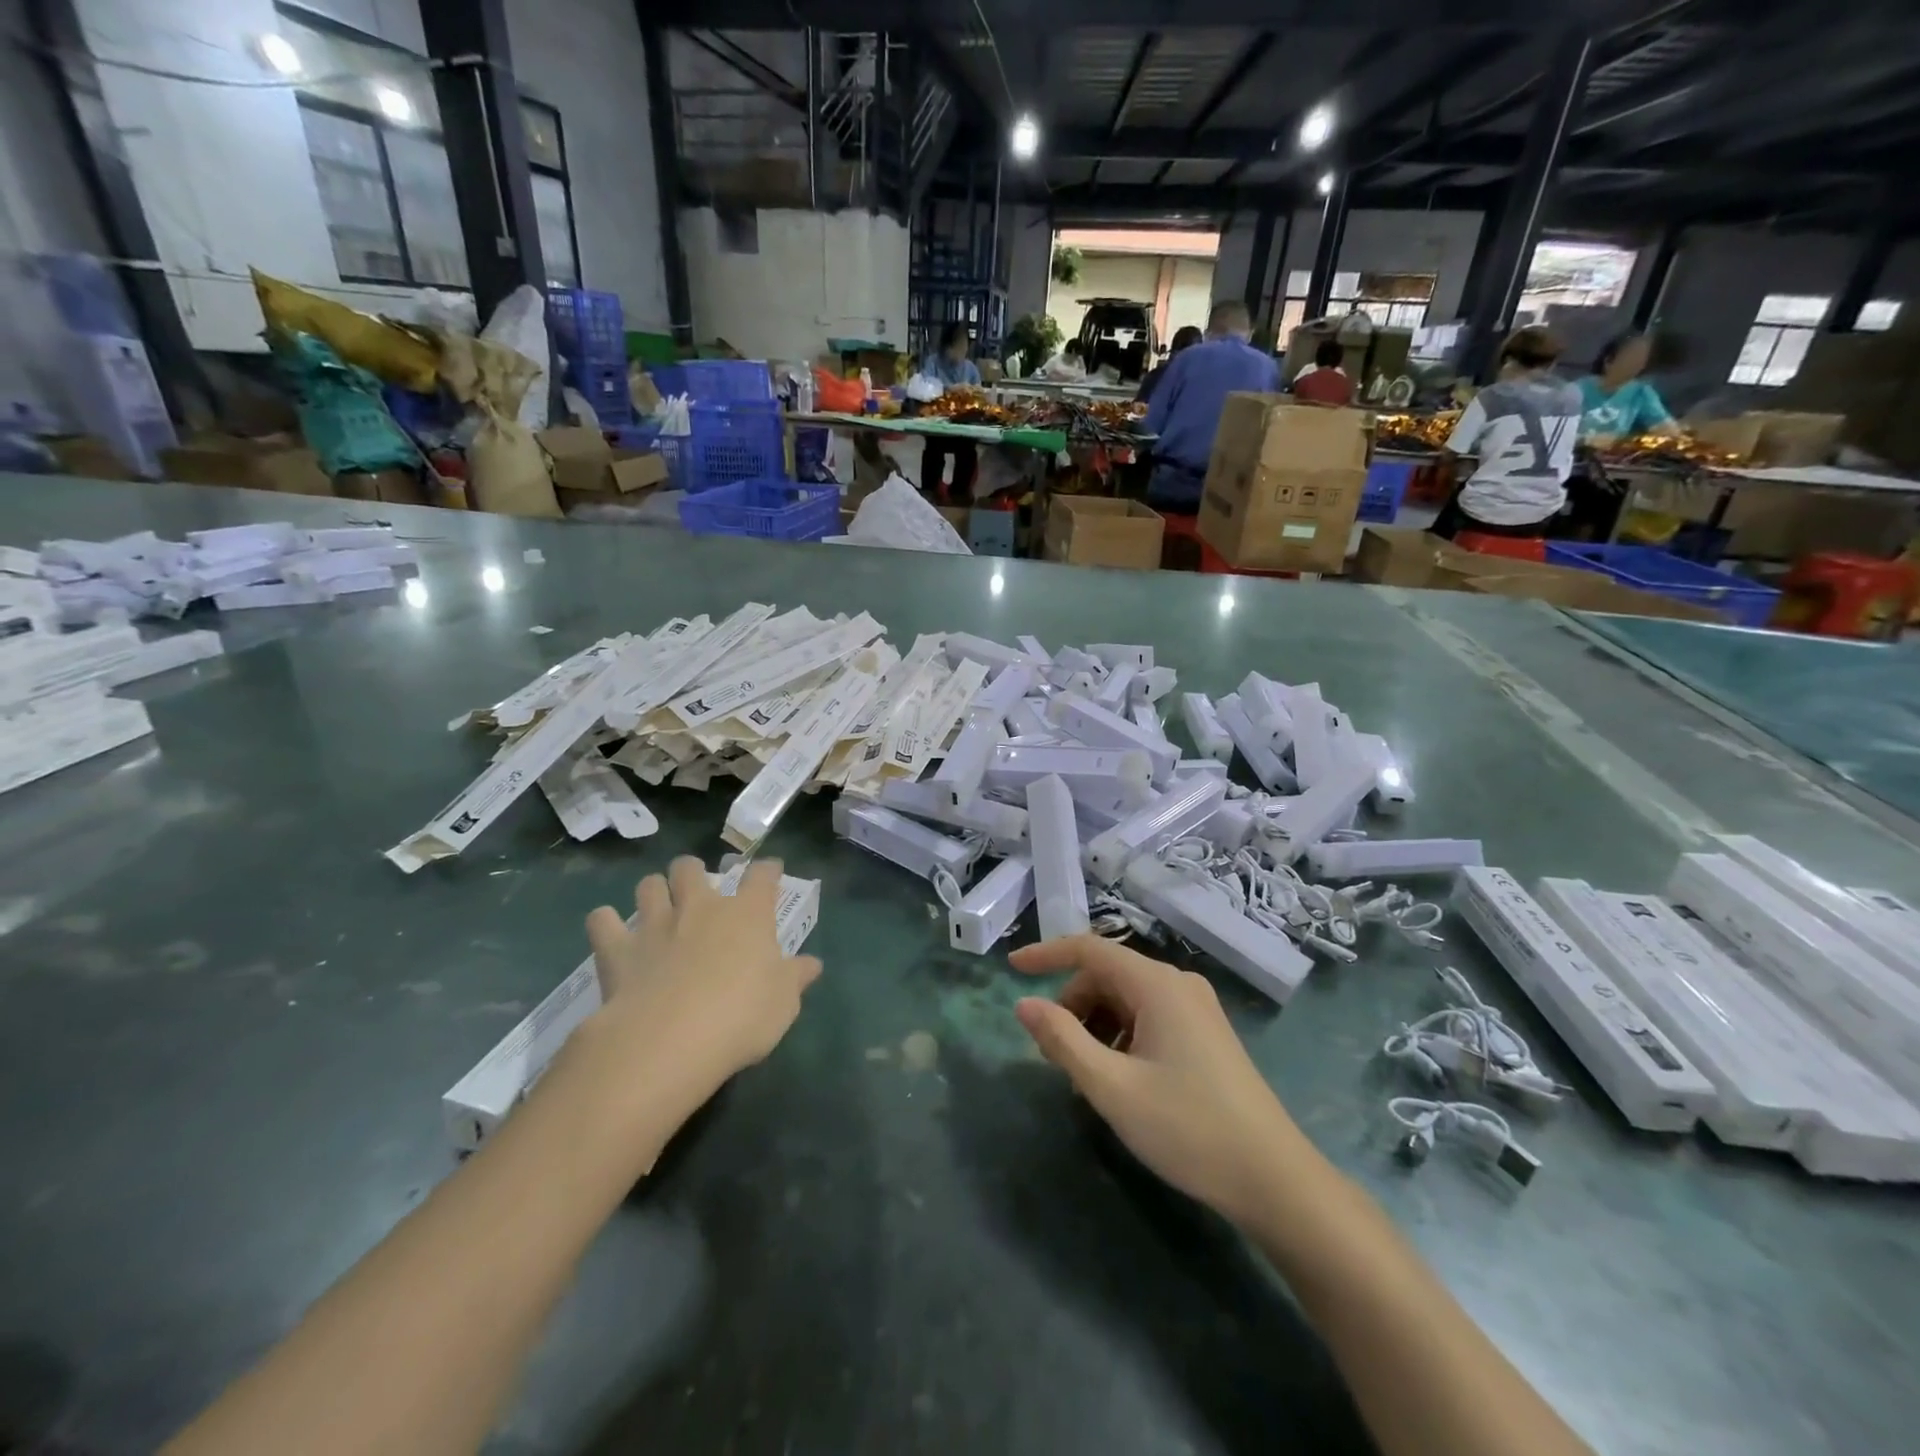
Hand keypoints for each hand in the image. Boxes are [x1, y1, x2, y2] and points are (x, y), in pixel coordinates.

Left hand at [581, 857, 821, 1112]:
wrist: (669, 1040)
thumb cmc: (740, 1017)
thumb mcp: (783, 1003)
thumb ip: (796, 978)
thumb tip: (812, 964)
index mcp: (747, 914)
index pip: (762, 876)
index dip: (768, 869)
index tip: (770, 870)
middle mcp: (700, 907)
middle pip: (691, 867)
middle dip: (693, 871)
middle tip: (697, 890)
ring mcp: (655, 924)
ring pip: (648, 884)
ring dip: (653, 891)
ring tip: (656, 907)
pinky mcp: (618, 948)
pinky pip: (603, 921)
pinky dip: (606, 924)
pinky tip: (611, 933)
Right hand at [1011, 936, 1303, 1227]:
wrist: (1274, 1180)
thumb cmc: (1187, 1127)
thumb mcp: (1112, 1087)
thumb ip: (1063, 1040)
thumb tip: (1024, 1005)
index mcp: (1157, 984)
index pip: (1090, 949)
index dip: (1047, 954)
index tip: (1012, 968)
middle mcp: (1178, 984)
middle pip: (1108, 976)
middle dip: (1073, 1006)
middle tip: (1053, 1055)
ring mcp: (1197, 1009)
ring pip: (1127, 999)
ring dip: (1096, 1025)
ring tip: (1087, 1076)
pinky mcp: (1205, 1034)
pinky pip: (1149, 1017)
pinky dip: (1122, 1036)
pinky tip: (1121, 1079)